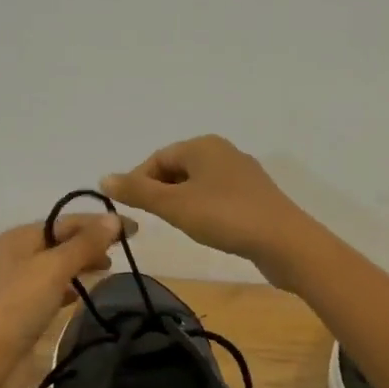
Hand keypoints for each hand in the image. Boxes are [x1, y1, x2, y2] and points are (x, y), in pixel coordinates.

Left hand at [0, 212, 129, 358]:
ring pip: (59, 265)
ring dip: (83, 263)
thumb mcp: (55, 268)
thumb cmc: (20, 306)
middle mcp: (17, 255)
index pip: (66, 221)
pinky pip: (53, 289)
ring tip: (108, 268)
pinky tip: (82, 295)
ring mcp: (19, 283)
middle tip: (124, 250)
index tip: (134, 230)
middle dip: (92, 242)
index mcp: (19, 237)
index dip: (100, 223)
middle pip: (62, 241)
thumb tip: (114, 219)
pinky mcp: (24, 309)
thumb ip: (85, 244)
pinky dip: (70, 287)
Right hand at [102, 136, 314, 276]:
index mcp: (203, 145)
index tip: (131, 210)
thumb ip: (138, 191)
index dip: (138, 182)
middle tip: (154, 221)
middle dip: (160, 192)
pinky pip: (217, 196)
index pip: (157, 158)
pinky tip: (206, 229)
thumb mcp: (174, 205)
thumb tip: (104, 177)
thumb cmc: (224, 217)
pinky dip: (203, 209)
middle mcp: (223, 151)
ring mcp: (242, 173)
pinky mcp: (254, 196)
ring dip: (181, 202)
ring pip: (197, 183)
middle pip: (177, 168)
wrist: (284, 242)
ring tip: (179, 226)